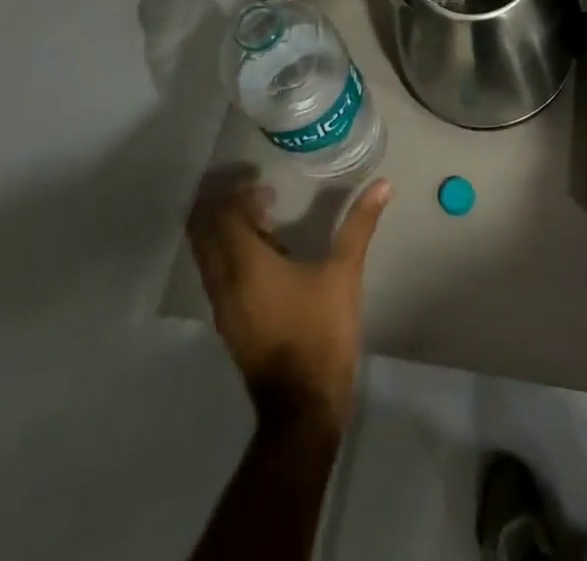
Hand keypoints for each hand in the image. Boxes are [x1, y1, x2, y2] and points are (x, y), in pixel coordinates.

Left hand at [187, 174, 392, 427]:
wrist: (303, 407)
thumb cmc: (321, 332)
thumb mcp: (344, 272)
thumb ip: (359, 224)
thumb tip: (383, 184)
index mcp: (244, 264)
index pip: (220, 214)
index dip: (235, 190)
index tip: (265, 180)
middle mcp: (223, 281)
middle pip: (203, 230)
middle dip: (224, 204)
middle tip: (260, 190)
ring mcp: (221, 305)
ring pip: (208, 252)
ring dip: (228, 228)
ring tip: (268, 216)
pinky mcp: (229, 321)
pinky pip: (218, 272)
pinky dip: (232, 251)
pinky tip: (269, 251)